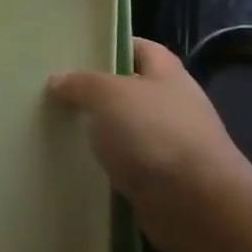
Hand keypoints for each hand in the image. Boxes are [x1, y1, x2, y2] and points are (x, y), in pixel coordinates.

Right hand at [48, 39, 251, 223]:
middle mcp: (172, 104)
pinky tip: (78, 167)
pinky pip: (127, 165)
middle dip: (96, 93)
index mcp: (167, 73)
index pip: (139, 48)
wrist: (196, 205)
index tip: (75, 53)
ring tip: (57, 129)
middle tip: (55, 94)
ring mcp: (169, 144)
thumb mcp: (109, 95)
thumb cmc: (154, 134)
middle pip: (129, 90)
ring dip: (99, 133)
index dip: (110, 46)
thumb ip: (81, 84)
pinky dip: (106, 166)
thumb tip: (58, 80)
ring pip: (126, 130)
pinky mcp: (162, 180)